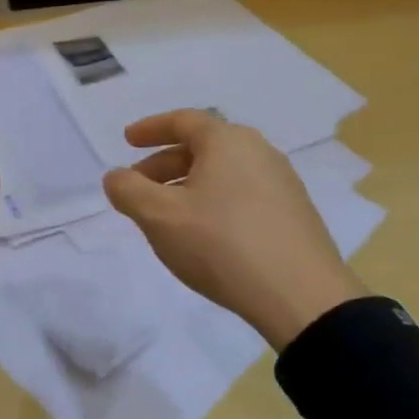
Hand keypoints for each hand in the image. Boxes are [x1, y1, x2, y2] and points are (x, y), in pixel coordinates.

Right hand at [103, 110, 366, 351]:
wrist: (302, 297)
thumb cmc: (221, 244)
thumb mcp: (159, 216)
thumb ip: (128, 190)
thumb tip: (116, 176)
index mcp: (227, 141)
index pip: (183, 121)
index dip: (150, 129)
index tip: (126, 140)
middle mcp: (259, 151)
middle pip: (203, 147)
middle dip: (164, 163)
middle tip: (138, 186)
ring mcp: (282, 183)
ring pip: (222, 173)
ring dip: (188, 185)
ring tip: (166, 214)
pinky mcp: (294, 214)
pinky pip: (242, 194)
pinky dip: (213, 201)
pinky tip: (203, 233)